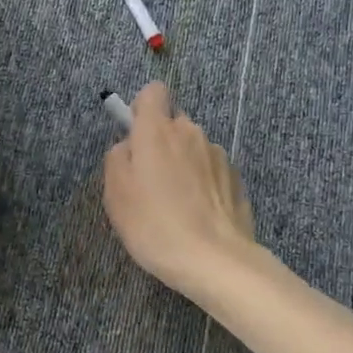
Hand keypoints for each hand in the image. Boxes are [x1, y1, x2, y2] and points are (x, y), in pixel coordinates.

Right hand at [103, 82, 255, 297]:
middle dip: (161, 144)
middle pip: (173, 124)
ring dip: (183, 166)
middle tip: (149, 183)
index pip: (153, 92)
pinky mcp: (236, 179)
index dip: (142, 109)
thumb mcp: (115, 193)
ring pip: (193, 149)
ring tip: (175, 206)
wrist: (214, 259)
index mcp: (158, 131)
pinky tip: (197, 217)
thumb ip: (117, 158)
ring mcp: (218, 155)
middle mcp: (191, 133)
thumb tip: (128, 146)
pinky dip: (202, 186)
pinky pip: (211, 172)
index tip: (135, 137)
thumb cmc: (154, 224)